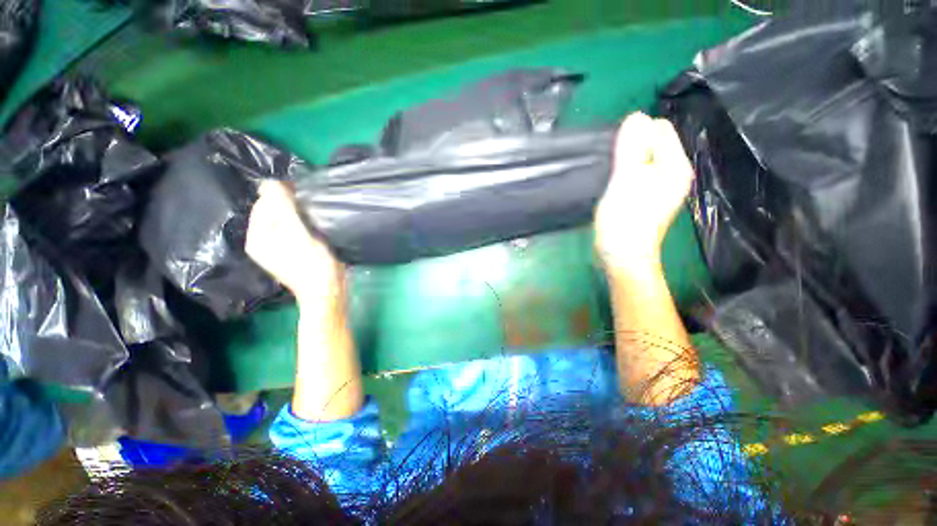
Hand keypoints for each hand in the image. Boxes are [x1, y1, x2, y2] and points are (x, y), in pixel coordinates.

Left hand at [246, 181, 343, 299]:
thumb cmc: (313, 264)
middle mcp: (264, 241)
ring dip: (298, 213)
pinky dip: (303, 223)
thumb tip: (270, 182)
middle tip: (310, 204)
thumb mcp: (297, 234)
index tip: (302, 192)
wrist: (328, 291)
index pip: (263, 204)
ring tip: (314, 213)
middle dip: (289, 203)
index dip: (280, 194)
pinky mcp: (295, 251)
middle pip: (273, 212)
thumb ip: (283, 208)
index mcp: (258, 237)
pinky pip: (295, 229)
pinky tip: (316, 225)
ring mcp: (280, 248)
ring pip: (286, 220)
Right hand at [595, 112, 694, 266]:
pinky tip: (612, 186)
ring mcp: (658, 188)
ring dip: (624, 161)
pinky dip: (622, 174)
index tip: (617, 154)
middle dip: (629, 148)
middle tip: (613, 168)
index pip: (658, 129)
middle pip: (650, 144)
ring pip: (640, 159)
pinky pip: (634, 174)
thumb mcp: (627, 182)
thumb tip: (636, 117)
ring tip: (610, 177)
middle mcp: (672, 174)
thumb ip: (632, 149)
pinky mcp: (644, 198)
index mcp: (675, 166)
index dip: (635, 135)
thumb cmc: (625, 222)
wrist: (622, 258)